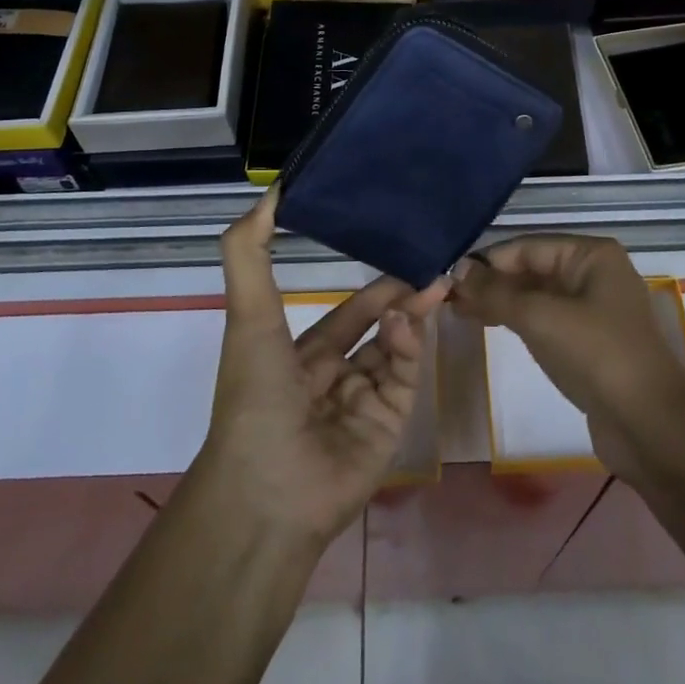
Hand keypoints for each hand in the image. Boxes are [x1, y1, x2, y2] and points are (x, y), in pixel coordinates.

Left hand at [195, 188, 448, 548]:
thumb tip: (270, 192)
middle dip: (406, 298)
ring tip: (430, 286)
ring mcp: (365, 404)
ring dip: (411, 317)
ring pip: (398, 350)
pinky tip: (405, 323)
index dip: (374, 287)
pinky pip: (404, 378)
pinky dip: (409, 348)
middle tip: (435, 267)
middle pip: (382, 329)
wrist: (267, 491)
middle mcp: (336, 378)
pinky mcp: (389, 427)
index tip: (401, 252)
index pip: (349, 314)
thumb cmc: (255, 395)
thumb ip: (250, 252)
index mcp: (302, 357)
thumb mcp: (248, 315)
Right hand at [450, 235, 684, 481]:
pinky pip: (545, 320)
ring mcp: (593, 309)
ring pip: (536, 295)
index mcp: (591, 255)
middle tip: (447, 296)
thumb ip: (496, 292)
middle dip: (491, 281)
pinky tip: (489, 324)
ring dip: (500, 301)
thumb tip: (457, 271)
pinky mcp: (589, 342)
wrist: (650, 426)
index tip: (447, 276)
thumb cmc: (597, 355)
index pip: (527, 246)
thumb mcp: (541, 317)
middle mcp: (594, 274)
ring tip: (458, 310)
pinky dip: (517, 320)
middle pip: (532, 268)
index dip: (487, 260)